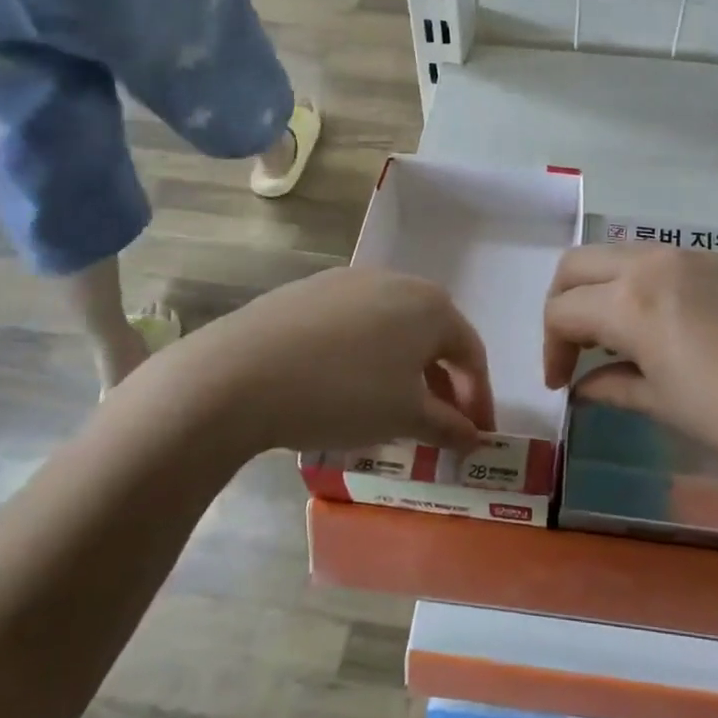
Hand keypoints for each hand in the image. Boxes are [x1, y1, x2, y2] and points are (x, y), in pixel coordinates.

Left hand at [129, 267, 494, 455]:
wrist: (240, 373)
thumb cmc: (343, 394)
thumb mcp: (405, 417)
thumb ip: (448, 426)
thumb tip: (474, 437)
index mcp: (431, 305)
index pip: (471, 354)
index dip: (478, 400)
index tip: (475, 437)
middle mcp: (396, 281)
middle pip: (433, 337)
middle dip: (441, 384)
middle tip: (438, 426)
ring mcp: (348, 281)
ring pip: (392, 330)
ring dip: (403, 370)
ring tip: (391, 409)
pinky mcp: (308, 291)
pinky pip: (354, 326)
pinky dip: (365, 357)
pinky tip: (344, 386)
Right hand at [544, 245, 717, 488]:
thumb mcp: (667, 405)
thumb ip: (614, 387)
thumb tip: (582, 385)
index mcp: (631, 300)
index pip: (562, 310)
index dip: (550, 349)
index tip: (560, 385)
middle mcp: (654, 263)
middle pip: (578, 265)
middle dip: (562, 304)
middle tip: (572, 349)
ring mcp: (692, 256)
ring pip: (619, 256)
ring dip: (600, 290)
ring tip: (616, 340)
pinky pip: (659, 261)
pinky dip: (638, 285)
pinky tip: (661, 325)